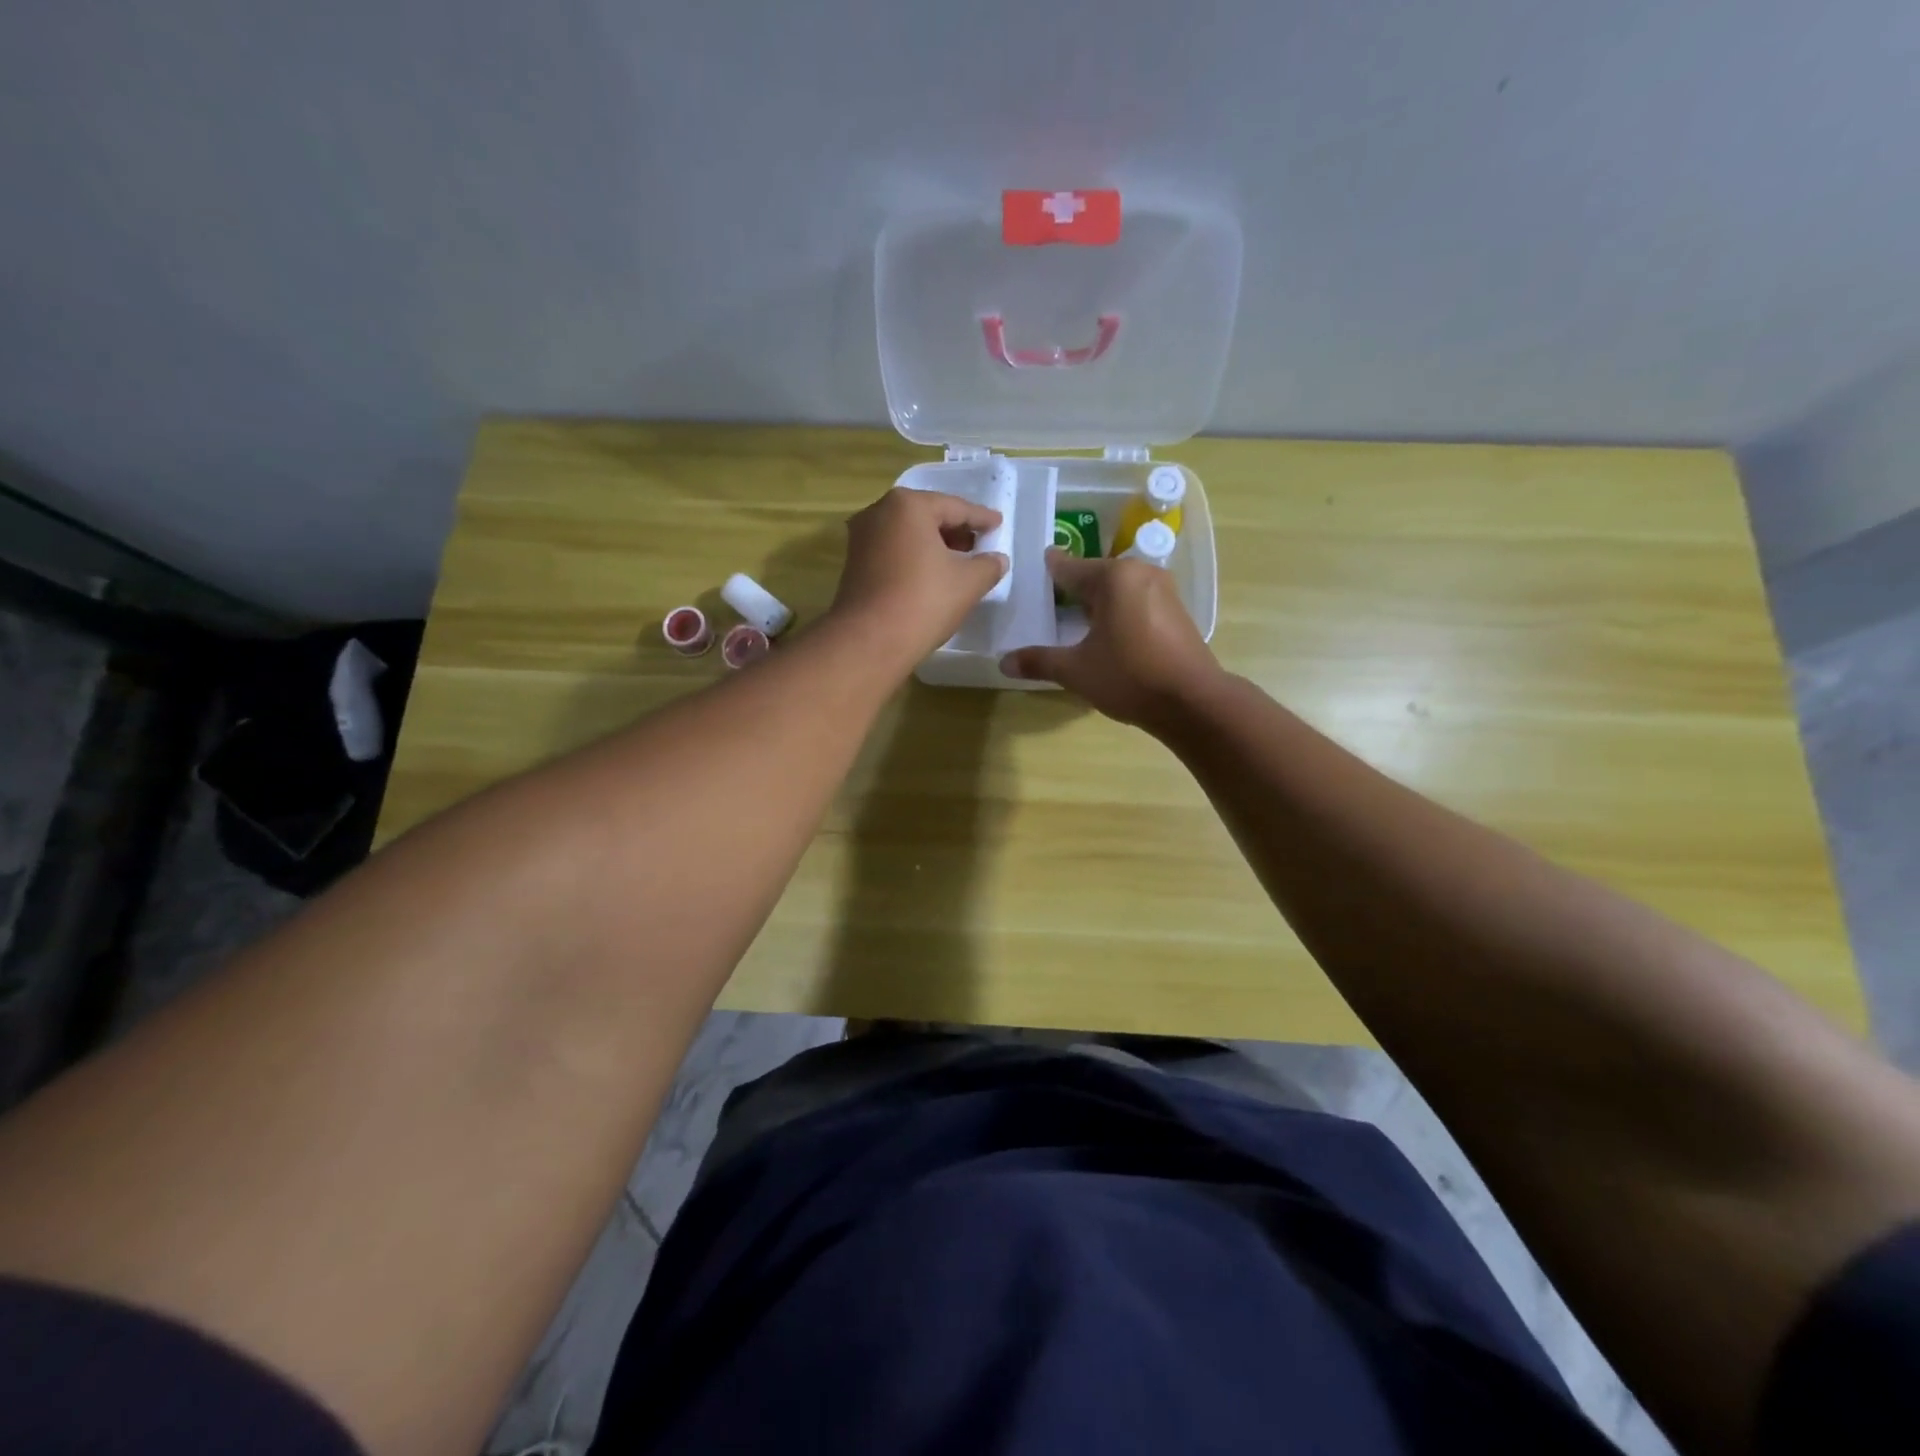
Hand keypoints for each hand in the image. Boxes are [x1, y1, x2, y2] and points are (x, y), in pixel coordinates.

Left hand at [828, 487, 1007, 670]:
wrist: (870, 640)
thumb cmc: (924, 601)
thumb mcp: (969, 582)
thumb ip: (988, 565)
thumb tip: (997, 559)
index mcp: (908, 505)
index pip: (955, 507)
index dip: (981, 517)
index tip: (998, 523)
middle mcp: (879, 512)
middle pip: (927, 516)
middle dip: (955, 530)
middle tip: (979, 543)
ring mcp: (862, 538)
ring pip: (908, 534)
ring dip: (934, 545)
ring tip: (959, 561)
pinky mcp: (854, 563)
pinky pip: (894, 551)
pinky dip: (915, 557)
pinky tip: (932, 575)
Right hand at [1001, 550, 1221, 729]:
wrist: (1193, 701)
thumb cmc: (1130, 677)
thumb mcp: (1076, 671)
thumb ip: (1039, 661)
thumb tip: (1004, 662)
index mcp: (1114, 577)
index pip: (1069, 568)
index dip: (1049, 571)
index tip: (1034, 568)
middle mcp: (1140, 573)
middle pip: (1096, 576)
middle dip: (1073, 588)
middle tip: (1048, 601)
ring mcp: (1164, 590)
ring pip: (1119, 589)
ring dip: (1098, 601)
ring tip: (1074, 619)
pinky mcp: (1177, 611)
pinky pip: (1137, 601)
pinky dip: (1119, 611)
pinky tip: (1107, 633)